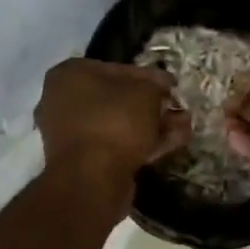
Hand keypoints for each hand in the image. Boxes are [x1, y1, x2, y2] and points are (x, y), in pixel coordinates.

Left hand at [35, 58, 188, 194]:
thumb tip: (163, 87)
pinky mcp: (83, 161)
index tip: (172, 86)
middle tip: (179, 108)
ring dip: (154, 125)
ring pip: (120, 124)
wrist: (92, 178)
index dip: (149, 77)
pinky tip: (174, 142)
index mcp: (69, 75)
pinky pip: (117, 145)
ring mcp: (71, 134)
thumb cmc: (115, 121)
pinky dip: (144, 143)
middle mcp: (63, 101)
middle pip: (118, 99)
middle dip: (153, 105)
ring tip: (185, 125)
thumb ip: (157, 85)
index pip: (117, 69)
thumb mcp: (146, 92)